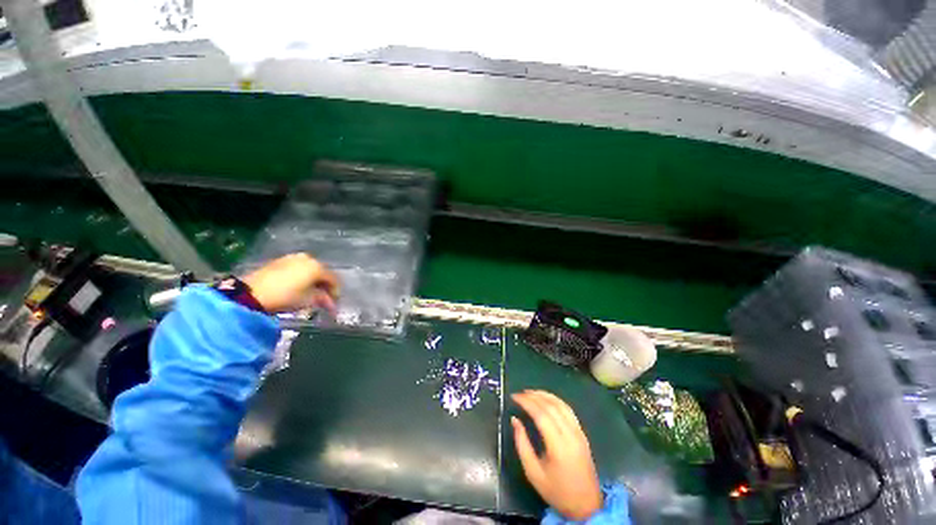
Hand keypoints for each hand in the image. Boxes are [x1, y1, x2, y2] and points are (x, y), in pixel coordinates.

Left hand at [241, 253, 338, 313]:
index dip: (335, 292)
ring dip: (313, 282)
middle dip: (324, 286)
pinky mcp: (280, 261)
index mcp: (317, 267)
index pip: (333, 279)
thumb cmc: (285, 297)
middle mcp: (308, 259)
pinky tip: (298, 287)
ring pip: (310, 270)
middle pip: (322, 273)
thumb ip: (323, 299)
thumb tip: (330, 303)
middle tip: (324, 299)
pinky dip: (302, 277)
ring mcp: (293, 258)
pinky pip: (298, 269)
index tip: (334, 303)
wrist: (251, 293)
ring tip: (310, 294)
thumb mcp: (308, 300)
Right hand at [511, 390, 602, 520]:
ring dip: (545, 395)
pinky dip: (556, 400)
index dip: (526, 402)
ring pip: (561, 405)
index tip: (514, 397)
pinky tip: (546, 399)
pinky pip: (568, 410)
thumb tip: (515, 420)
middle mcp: (571, 435)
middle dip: (534, 396)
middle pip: (551, 407)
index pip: (541, 415)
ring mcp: (579, 433)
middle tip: (520, 393)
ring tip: (530, 392)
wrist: (586, 505)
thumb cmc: (557, 491)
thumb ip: (522, 444)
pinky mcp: (582, 433)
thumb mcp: (533, 473)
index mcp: (558, 446)